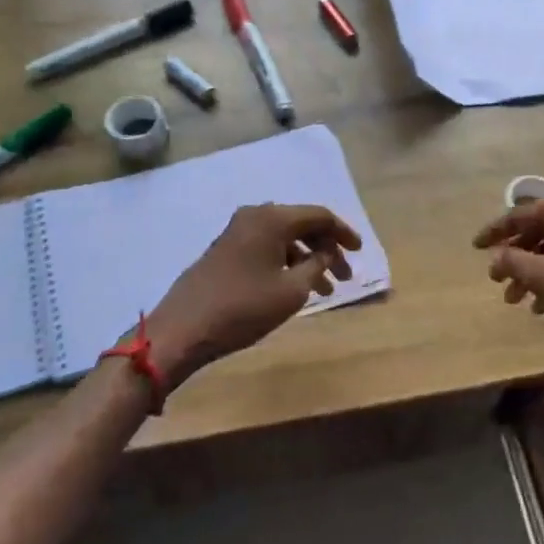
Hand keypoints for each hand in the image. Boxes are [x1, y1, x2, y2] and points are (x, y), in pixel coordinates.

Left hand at [147, 203, 361, 386]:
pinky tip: (295, 287)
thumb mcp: (291, 291)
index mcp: (272, 218)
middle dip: (326, 249)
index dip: (343, 233)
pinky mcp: (225, 250)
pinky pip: (266, 248)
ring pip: (283, 238)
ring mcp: (236, 232)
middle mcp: (254, 216)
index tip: (360, 252)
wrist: (184, 328)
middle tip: (344, 276)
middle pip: (301, 224)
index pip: (319, 215)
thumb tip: (326, 253)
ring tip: (325, 289)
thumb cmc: (243, 308)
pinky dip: (286, 263)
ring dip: (307, 259)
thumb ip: (316, 267)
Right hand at [473, 194, 543, 375]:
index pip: (522, 213)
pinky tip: (542, 306)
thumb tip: (494, 257)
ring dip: (532, 271)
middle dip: (515, 256)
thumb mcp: (543, 277)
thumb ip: (512, 261)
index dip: (495, 232)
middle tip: (496, 279)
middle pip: (539, 230)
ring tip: (515, 300)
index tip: (474, 247)